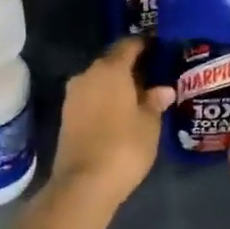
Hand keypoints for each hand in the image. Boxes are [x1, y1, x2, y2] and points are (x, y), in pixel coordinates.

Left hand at [49, 37, 174, 206]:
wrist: (84, 183)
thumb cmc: (124, 147)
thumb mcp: (149, 124)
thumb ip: (155, 101)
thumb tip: (163, 89)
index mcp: (110, 69)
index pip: (128, 45)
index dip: (144, 45)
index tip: (159, 48)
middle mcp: (87, 75)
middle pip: (112, 63)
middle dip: (131, 68)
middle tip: (154, 77)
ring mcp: (73, 96)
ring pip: (99, 81)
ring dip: (117, 86)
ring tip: (140, 97)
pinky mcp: (66, 116)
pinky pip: (91, 98)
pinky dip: (105, 100)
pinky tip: (121, 113)